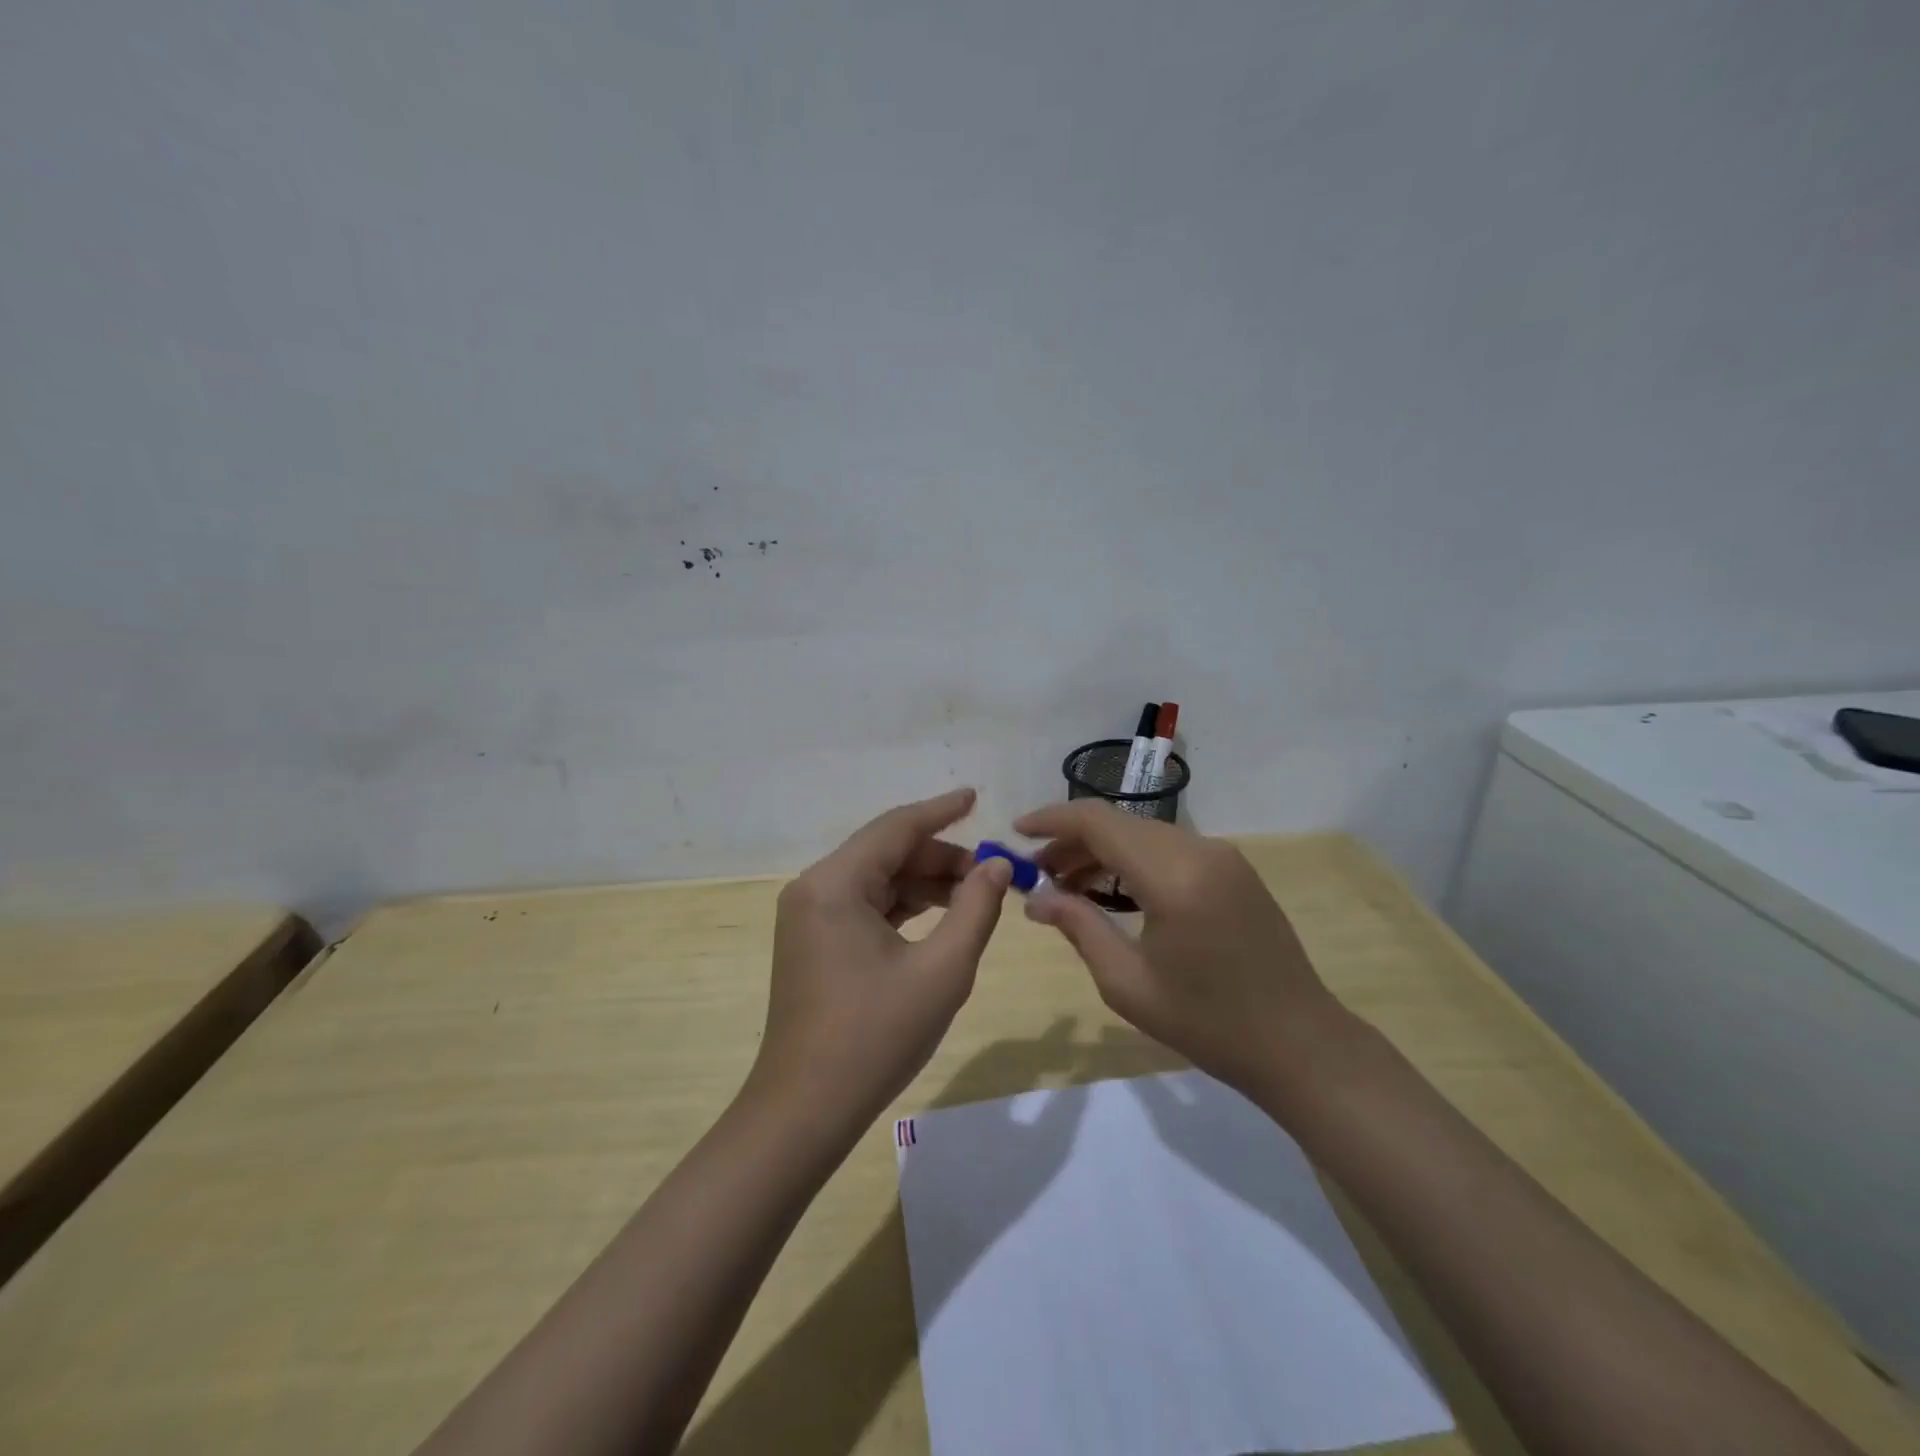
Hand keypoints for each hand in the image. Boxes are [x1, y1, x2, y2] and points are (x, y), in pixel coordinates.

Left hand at [751, 788, 1013, 1130]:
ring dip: (925, 883)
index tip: (975, 797)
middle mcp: (814, 888)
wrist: (806, 1110)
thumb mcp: (941, 970)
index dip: (940, 811)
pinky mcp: (814, 941)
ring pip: (878, 880)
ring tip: (975, 896)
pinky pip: (865, 906)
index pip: (896, 828)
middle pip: (886, 852)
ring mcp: (810, 916)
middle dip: (940, 857)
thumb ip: (975, 908)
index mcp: (835, 884)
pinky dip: (904, 906)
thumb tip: (997, 865)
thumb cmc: (875, 1037)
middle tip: (991, 872)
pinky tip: (940, 917)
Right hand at [1013, 802, 1341, 1097]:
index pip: (1098, 822)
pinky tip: (1112, 890)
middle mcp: (1200, 850)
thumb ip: (1078, 927)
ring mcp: (1223, 856)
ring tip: (1065, 882)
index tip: (1016, 833)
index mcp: (1173, 875)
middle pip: (1120, 823)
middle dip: (1072, 840)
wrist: (1299, 1044)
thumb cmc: (1208, 1023)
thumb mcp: (1128, 983)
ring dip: (1102, 850)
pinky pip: (1169, 849)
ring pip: (1144, 833)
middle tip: (1036, 871)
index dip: (1052, 820)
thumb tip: (1034, 899)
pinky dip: (1133, 860)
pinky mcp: (1234, 869)